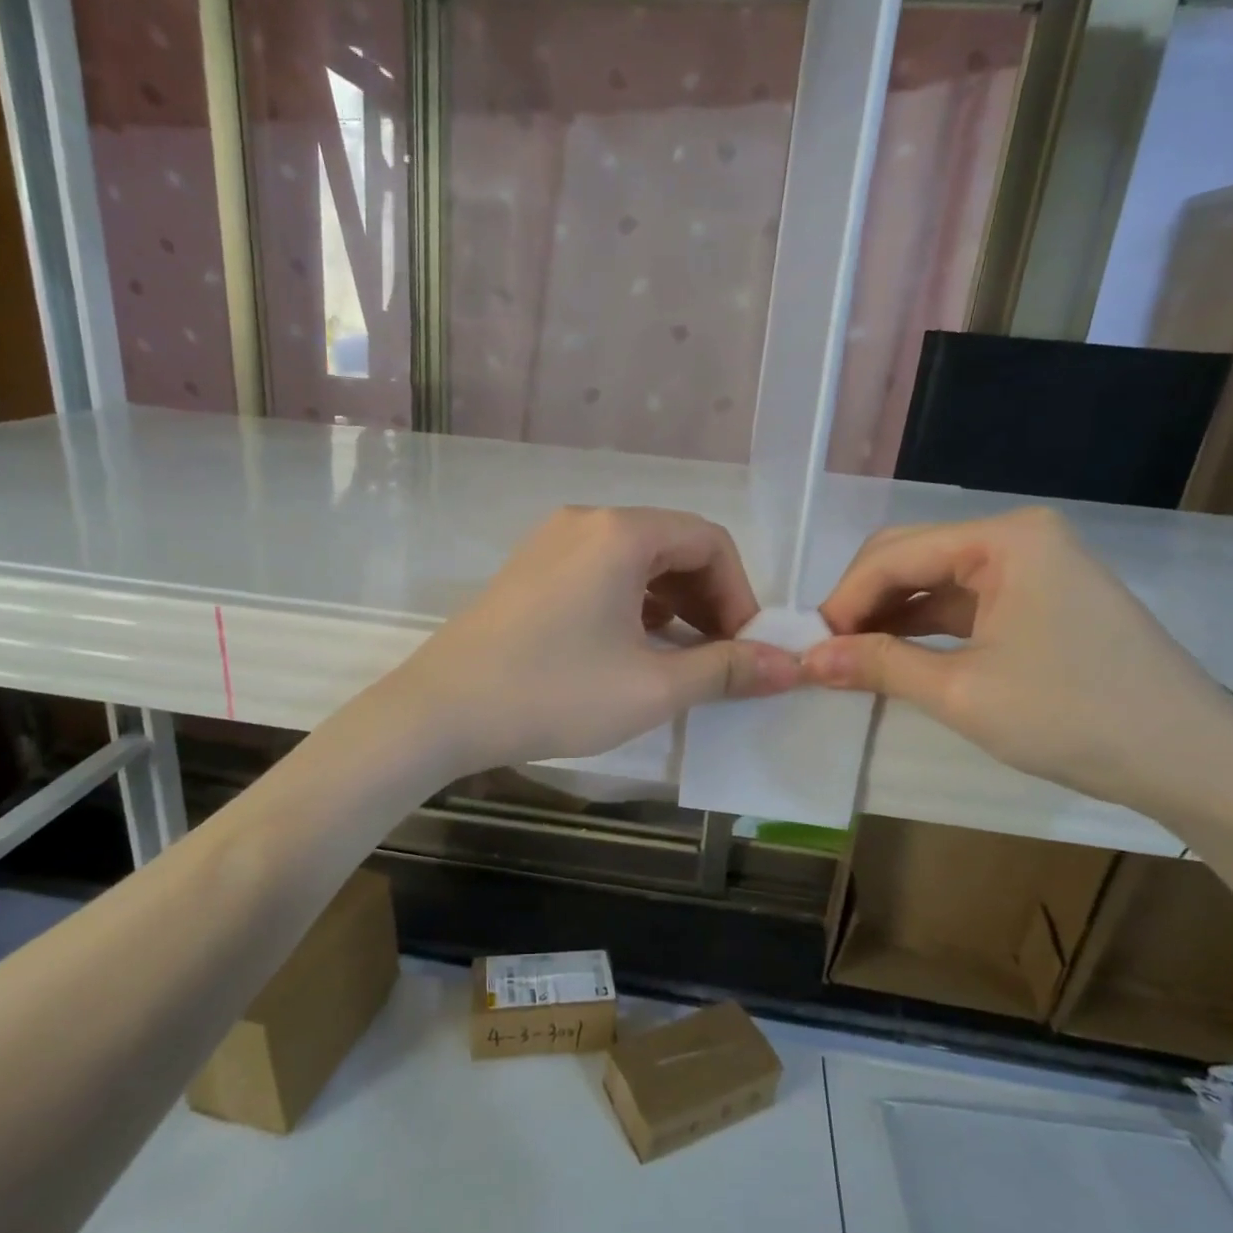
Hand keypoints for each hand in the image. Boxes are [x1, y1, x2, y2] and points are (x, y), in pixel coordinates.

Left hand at [381, 507, 800, 775]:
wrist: (441, 711)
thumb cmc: (554, 694)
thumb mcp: (652, 688)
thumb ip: (727, 670)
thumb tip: (791, 666)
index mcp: (621, 532)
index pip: (710, 541)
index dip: (740, 594)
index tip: (745, 649)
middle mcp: (587, 521)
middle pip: (673, 546)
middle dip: (708, 600)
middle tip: (720, 658)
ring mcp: (552, 542)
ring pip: (636, 562)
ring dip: (672, 604)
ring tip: (682, 660)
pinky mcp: (531, 570)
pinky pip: (601, 574)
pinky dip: (632, 605)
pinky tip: (635, 650)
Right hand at [802, 508, 1232, 814]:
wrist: (1192, 762)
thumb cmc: (1076, 718)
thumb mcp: (962, 692)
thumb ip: (878, 665)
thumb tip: (807, 658)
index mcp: (1004, 540)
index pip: (895, 555)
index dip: (844, 599)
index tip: (808, 646)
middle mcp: (1017, 538)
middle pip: (911, 557)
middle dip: (863, 602)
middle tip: (826, 652)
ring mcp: (1032, 566)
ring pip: (933, 581)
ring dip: (888, 617)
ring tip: (849, 659)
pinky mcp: (1039, 598)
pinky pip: (962, 602)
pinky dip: (923, 628)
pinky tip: (893, 656)